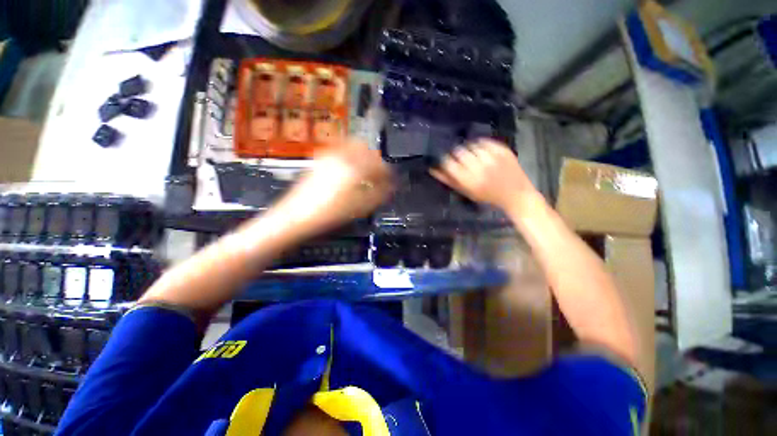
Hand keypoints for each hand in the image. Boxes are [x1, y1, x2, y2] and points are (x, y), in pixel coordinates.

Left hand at [270, 138, 392, 238]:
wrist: (297, 215)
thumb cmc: (331, 213)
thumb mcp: (360, 207)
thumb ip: (379, 194)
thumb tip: (390, 186)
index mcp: (355, 167)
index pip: (379, 164)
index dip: (388, 173)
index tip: (390, 180)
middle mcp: (343, 156)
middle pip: (366, 148)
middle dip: (375, 160)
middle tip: (378, 173)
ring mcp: (329, 155)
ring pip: (352, 145)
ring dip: (362, 155)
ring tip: (365, 170)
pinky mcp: (320, 159)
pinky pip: (339, 149)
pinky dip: (349, 154)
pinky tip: (348, 167)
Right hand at [431, 139, 538, 211]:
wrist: (515, 194)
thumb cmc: (487, 196)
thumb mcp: (466, 191)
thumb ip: (448, 180)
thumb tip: (432, 170)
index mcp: (469, 180)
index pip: (448, 163)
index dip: (445, 161)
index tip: (447, 162)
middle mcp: (480, 167)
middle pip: (459, 151)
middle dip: (456, 154)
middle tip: (460, 160)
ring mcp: (492, 157)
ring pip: (471, 145)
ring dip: (468, 149)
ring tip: (472, 157)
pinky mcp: (502, 149)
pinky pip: (484, 141)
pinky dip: (479, 145)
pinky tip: (481, 152)